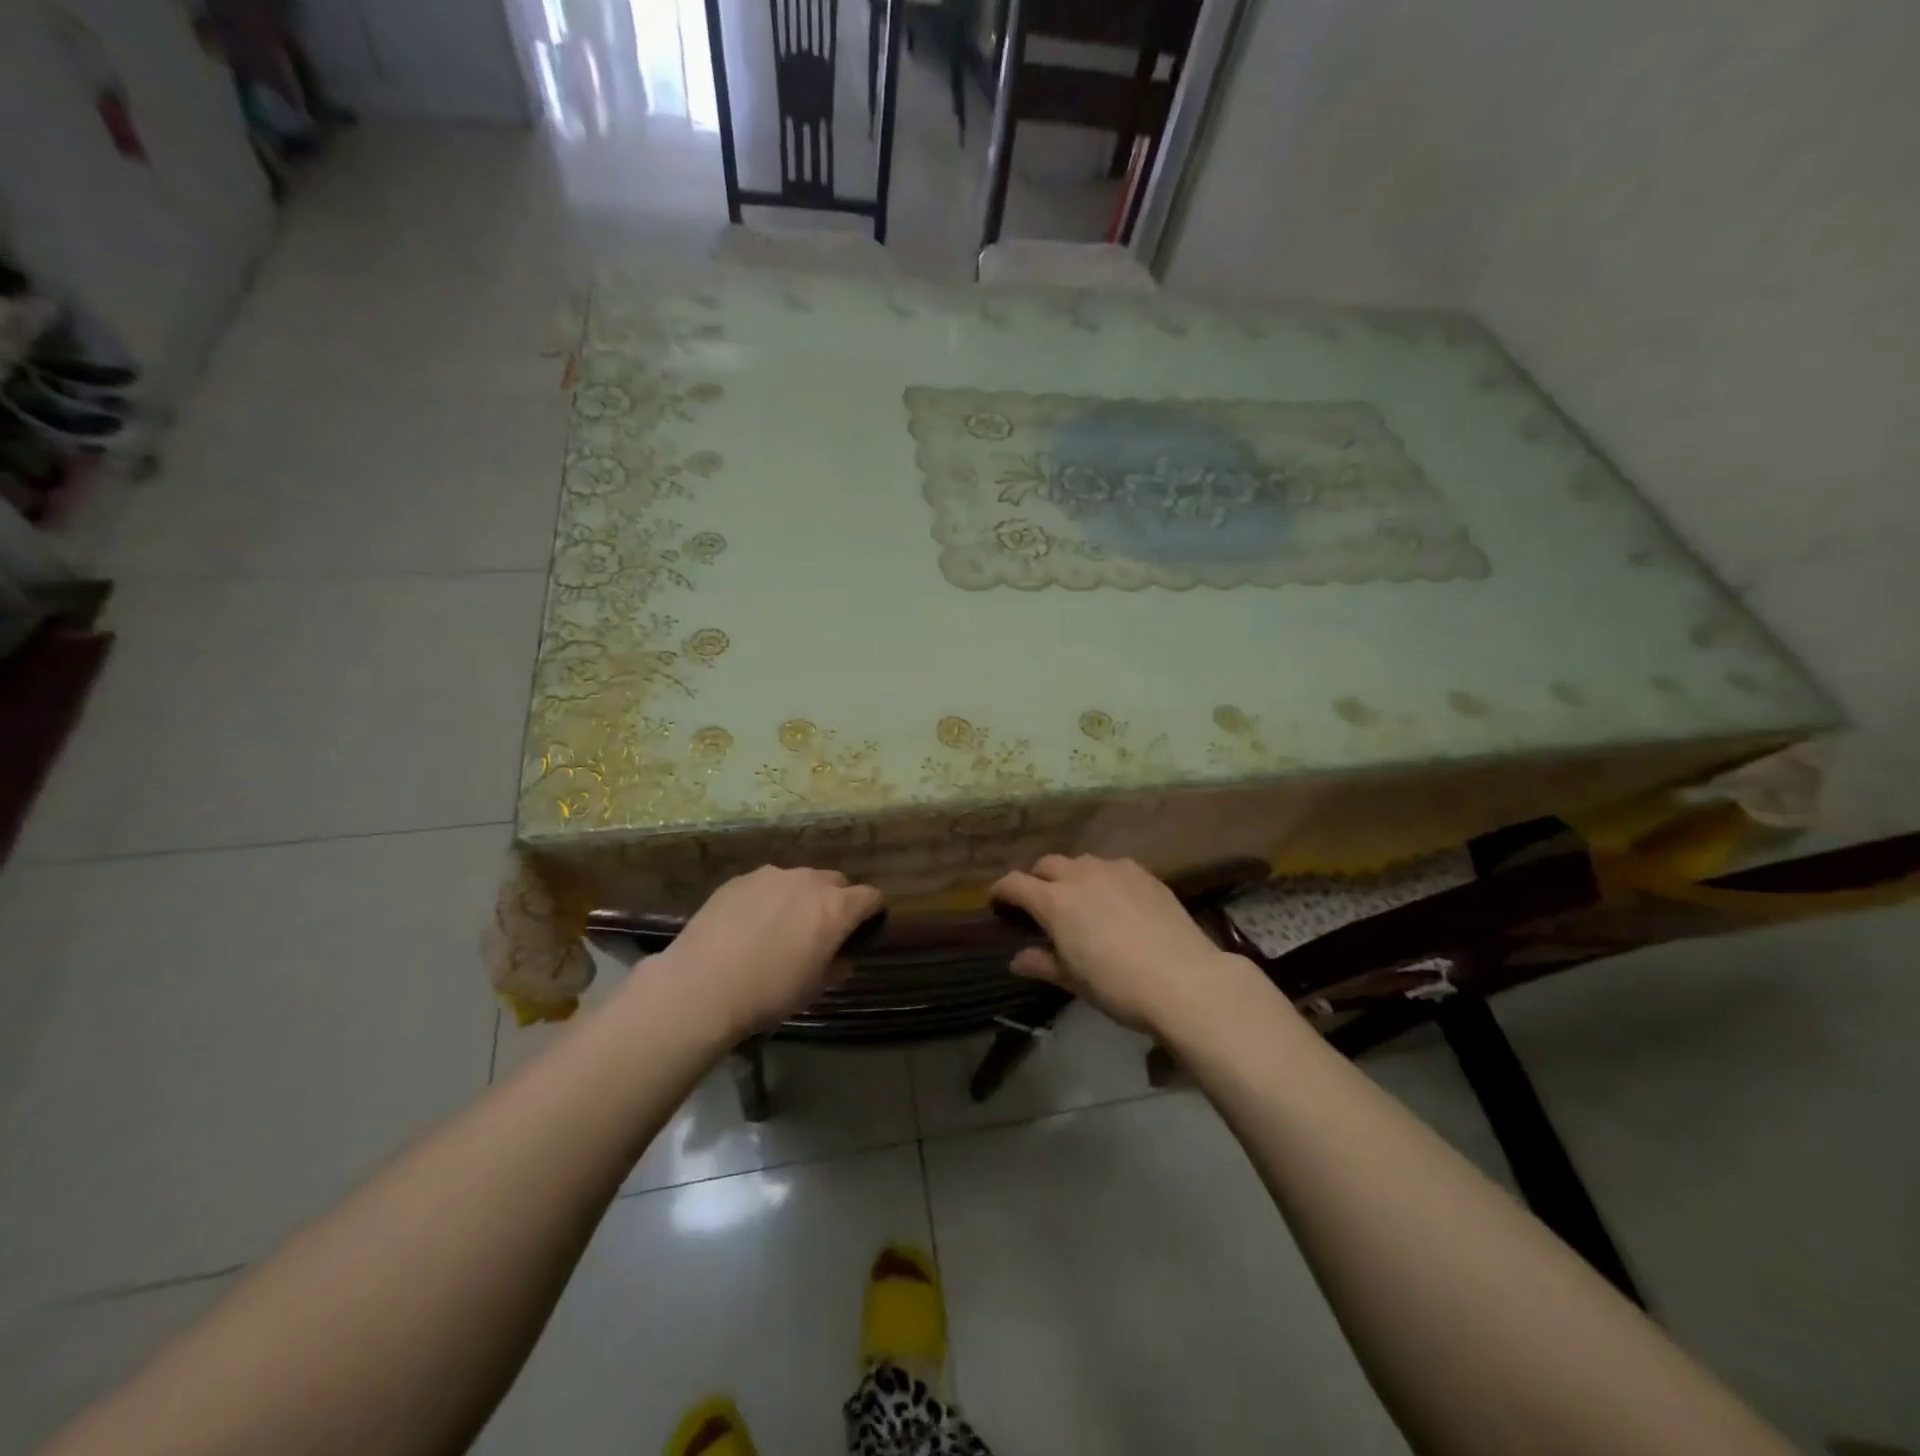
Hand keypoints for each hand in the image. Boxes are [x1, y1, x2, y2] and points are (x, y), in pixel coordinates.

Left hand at [649, 867, 883, 1040]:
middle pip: (835, 882)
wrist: (702, 985)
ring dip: (799, 897)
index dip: (870, 913)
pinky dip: (767, 898)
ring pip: (798, 880)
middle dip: (835, 901)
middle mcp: (809, 881)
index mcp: (836, 907)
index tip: (861, 931)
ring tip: (779, 926)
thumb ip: (835, 967)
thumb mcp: (813, 988)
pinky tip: (748, 925)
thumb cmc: (770, 992)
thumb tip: (841, 959)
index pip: (870, 897)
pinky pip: (766, 884)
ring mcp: (772, 875)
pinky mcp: (740, 879)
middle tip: (819, 931)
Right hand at [991, 855, 1259, 1034]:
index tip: (997, 902)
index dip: (1001, 891)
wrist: (1184, 980)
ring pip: (1081, 862)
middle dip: (1038, 880)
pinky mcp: (1144, 874)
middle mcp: (1080, 875)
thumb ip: (1042, 963)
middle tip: (1041, 905)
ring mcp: (1115, 870)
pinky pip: (1113, 868)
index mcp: (1054, 901)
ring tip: (1080, 900)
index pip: (1014, 883)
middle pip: (1047, 865)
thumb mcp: (1073, 980)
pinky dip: (1103, 879)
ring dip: (1071, 876)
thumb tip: (1017, 959)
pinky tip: (1116, 902)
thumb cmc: (1118, 986)